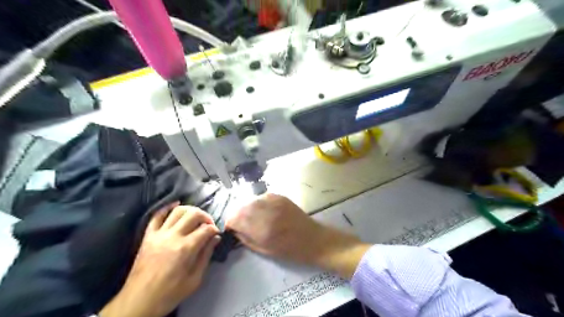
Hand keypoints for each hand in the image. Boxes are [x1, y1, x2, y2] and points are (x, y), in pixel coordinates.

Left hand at [100, 204, 218, 316]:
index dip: (215, 229)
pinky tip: (176, 206)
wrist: (138, 301)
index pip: (206, 229)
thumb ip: (206, 256)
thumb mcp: (194, 279)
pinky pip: (157, 215)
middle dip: (205, 216)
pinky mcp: (148, 236)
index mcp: (186, 248)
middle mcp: (173, 236)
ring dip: (190, 210)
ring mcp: (159, 234)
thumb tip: (215, 239)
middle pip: (193, 214)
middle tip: (209, 224)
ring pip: (177, 211)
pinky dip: (167, 208)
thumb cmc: (169, 293)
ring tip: (195, 217)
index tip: (216, 234)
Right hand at [226, 194, 372, 276]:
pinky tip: (262, 211)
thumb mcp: (264, 251)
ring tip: (251, 217)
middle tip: (239, 223)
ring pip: (251, 200)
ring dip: (247, 208)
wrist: (313, 239)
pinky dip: (258, 203)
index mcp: (262, 229)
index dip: (230, 223)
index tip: (231, 228)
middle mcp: (267, 212)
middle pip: (242, 207)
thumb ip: (246, 238)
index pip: (236, 219)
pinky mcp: (281, 197)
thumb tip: (235, 229)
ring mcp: (275, 202)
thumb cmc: (290, 250)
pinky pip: (262, 197)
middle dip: (237, 215)